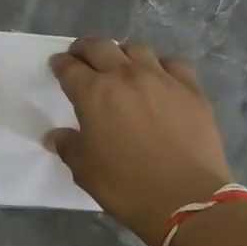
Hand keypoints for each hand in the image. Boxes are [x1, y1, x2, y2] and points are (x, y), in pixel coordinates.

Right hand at [46, 38, 234, 245]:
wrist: (187, 199)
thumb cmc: (127, 186)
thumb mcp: (85, 171)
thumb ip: (69, 146)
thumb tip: (55, 135)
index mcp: (94, 93)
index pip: (69, 67)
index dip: (60, 64)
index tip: (57, 66)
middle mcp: (126, 76)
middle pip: (100, 46)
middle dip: (85, 48)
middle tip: (81, 57)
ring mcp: (162, 79)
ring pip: (137, 48)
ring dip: (122, 53)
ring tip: (120, 65)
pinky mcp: (191, 89)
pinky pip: (173, 63)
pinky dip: (161, 66)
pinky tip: (160, 78)